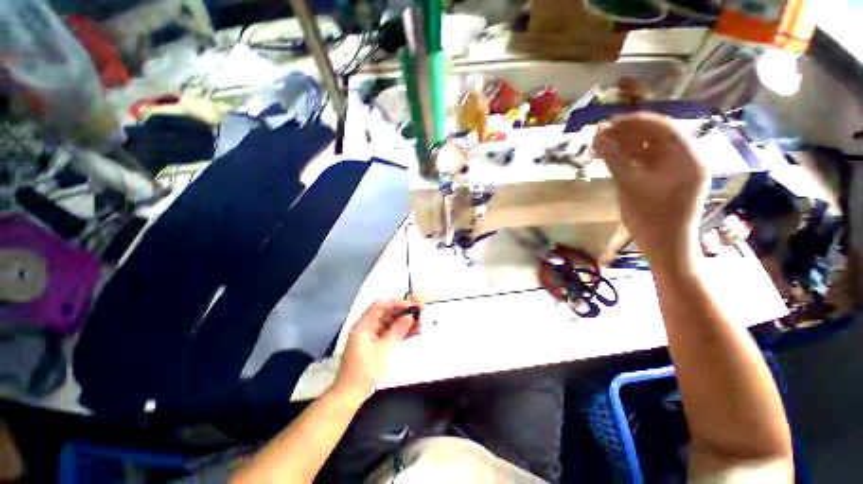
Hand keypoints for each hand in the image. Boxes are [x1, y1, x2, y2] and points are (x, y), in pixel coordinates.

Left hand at [333, 299, 419, 400]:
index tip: (411, 305)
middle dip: (403, 313)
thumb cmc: (366, 370)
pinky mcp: (375, 345)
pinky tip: (414, 332)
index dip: (396, 303)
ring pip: (390, 324)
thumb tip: (410, 316)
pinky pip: (389, 333)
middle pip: (386, 314)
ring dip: (404, 323)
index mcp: (364, 324)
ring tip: (421, 324)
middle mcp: (367, 327)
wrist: (351, 393)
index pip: (380, 305)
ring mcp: (371, 336)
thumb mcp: (385, 349)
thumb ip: (398, 330)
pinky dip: (400, 332)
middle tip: (419, 314)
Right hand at [592, 113, 707, 266]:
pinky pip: (650, 161)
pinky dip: (632, 158)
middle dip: (627, 134)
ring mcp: (680, 169)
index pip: (663, 127)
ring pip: (651, 148)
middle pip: (657, 136)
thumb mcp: (630, 187)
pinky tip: (613, 159)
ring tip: (602, 147)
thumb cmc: (652, 219)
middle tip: (600, 136)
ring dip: (627, 146)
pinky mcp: (670, 179)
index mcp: (688, 158)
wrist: (666, 247)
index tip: (608, 123)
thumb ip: (615, 159)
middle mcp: (688, 158)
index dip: (634, 122)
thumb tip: (598, 138)